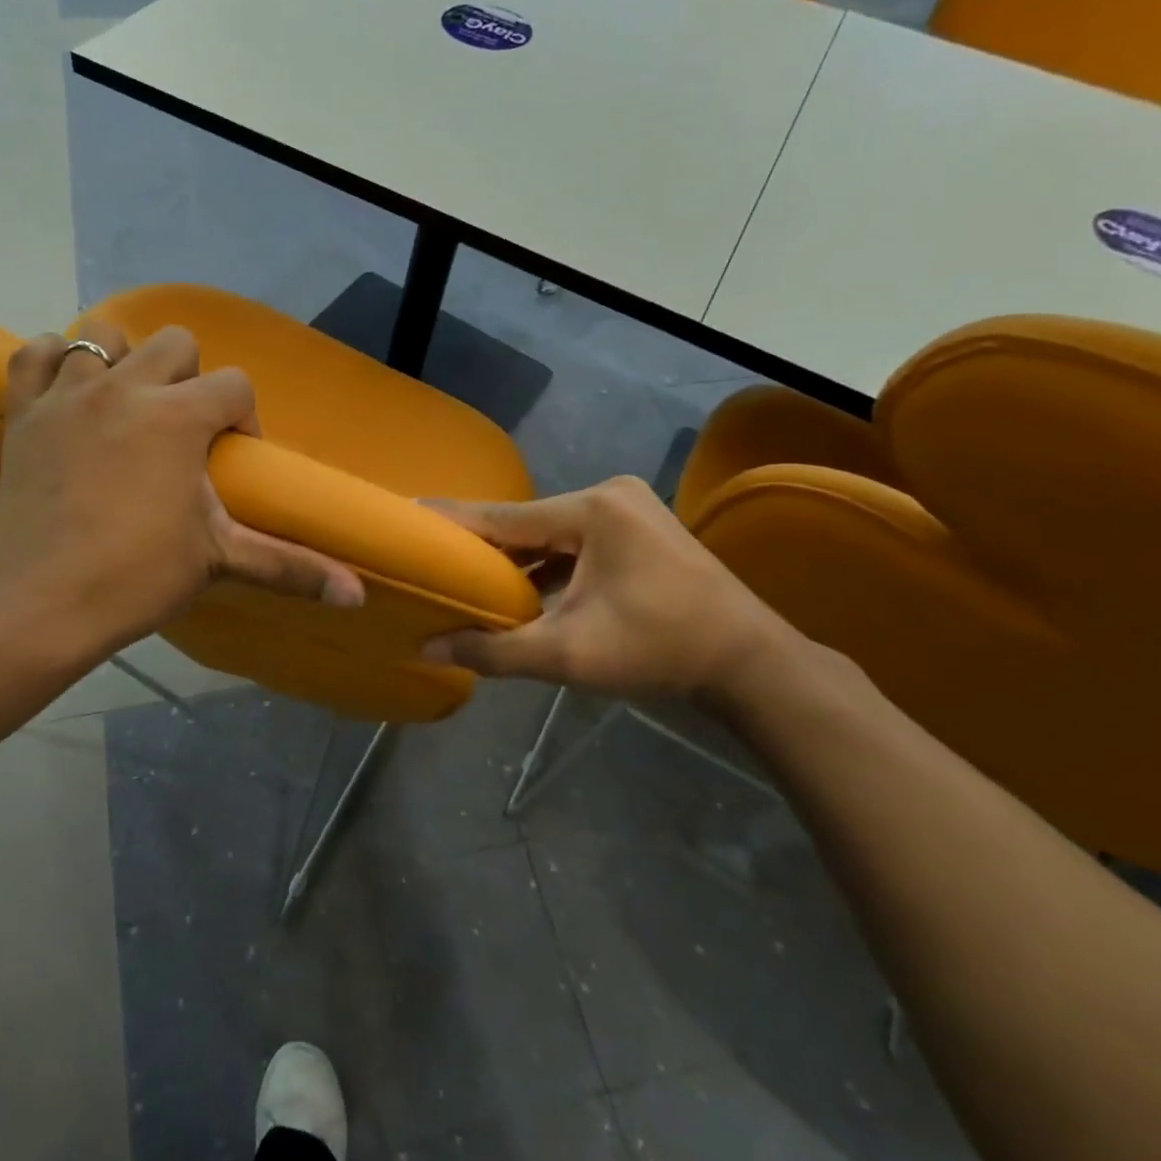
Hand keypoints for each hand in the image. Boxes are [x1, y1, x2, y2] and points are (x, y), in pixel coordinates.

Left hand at [0, 320, 363, 670]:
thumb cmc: (137, 577)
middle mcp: (125, 387)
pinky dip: (55, 363)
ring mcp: (68, 394)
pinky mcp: (24, 410)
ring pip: (103, 336)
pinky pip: (37, 353)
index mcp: (178, 416)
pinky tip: (69, 393)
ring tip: (126, 408)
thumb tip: (360, 596)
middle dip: (189, 380)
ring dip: (123, 363)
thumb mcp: (220, 560)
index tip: (228, 460)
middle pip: (175, 342)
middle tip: (180, 433)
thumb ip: (291, 567)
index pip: (235, 385)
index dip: (242, 418)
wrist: (42, 604)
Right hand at [421, 476, 794, 704]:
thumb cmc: (659, 651)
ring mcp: (629, 509)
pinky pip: (576, 541)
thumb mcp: (568, 655)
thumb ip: (493, 651)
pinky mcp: (640, 529)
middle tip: (434, 559)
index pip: (502, 516)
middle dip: (485, 548)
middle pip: (526, 523)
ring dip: (518, 560)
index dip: (452, 523)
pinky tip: (524, 589)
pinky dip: (549, 565)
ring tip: (469, 578)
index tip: (407, 517)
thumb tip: (428, 649)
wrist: (752, 665)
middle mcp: (608, 495)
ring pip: (551, 533)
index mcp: (591, 511)